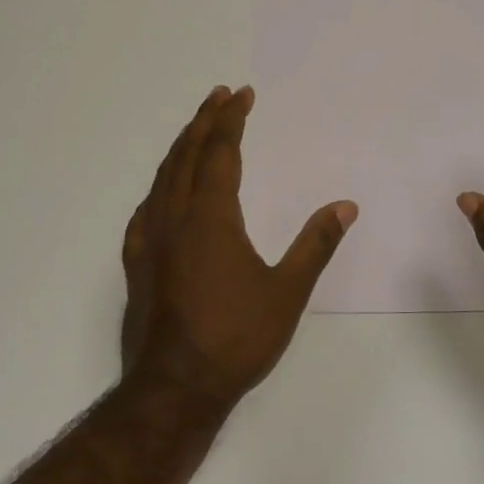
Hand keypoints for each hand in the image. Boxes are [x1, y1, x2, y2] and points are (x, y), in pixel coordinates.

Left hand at [121, 85, 356, 410]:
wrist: (174, 388)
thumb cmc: (235, 339)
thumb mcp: (286, 293)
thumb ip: (315, 245)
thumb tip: (346, 206)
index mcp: (211, 218)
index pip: (221, 153)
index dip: (231, 120)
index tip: (242, 95)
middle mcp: (174, 218)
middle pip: (187, 155)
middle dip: (204, 122)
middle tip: (219, 96)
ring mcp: (150, 241)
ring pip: (162, 178)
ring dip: (181, 148)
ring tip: (196, 131)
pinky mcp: (137, 264)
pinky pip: (146, 209)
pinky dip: (160, 186)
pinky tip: (163, 194)